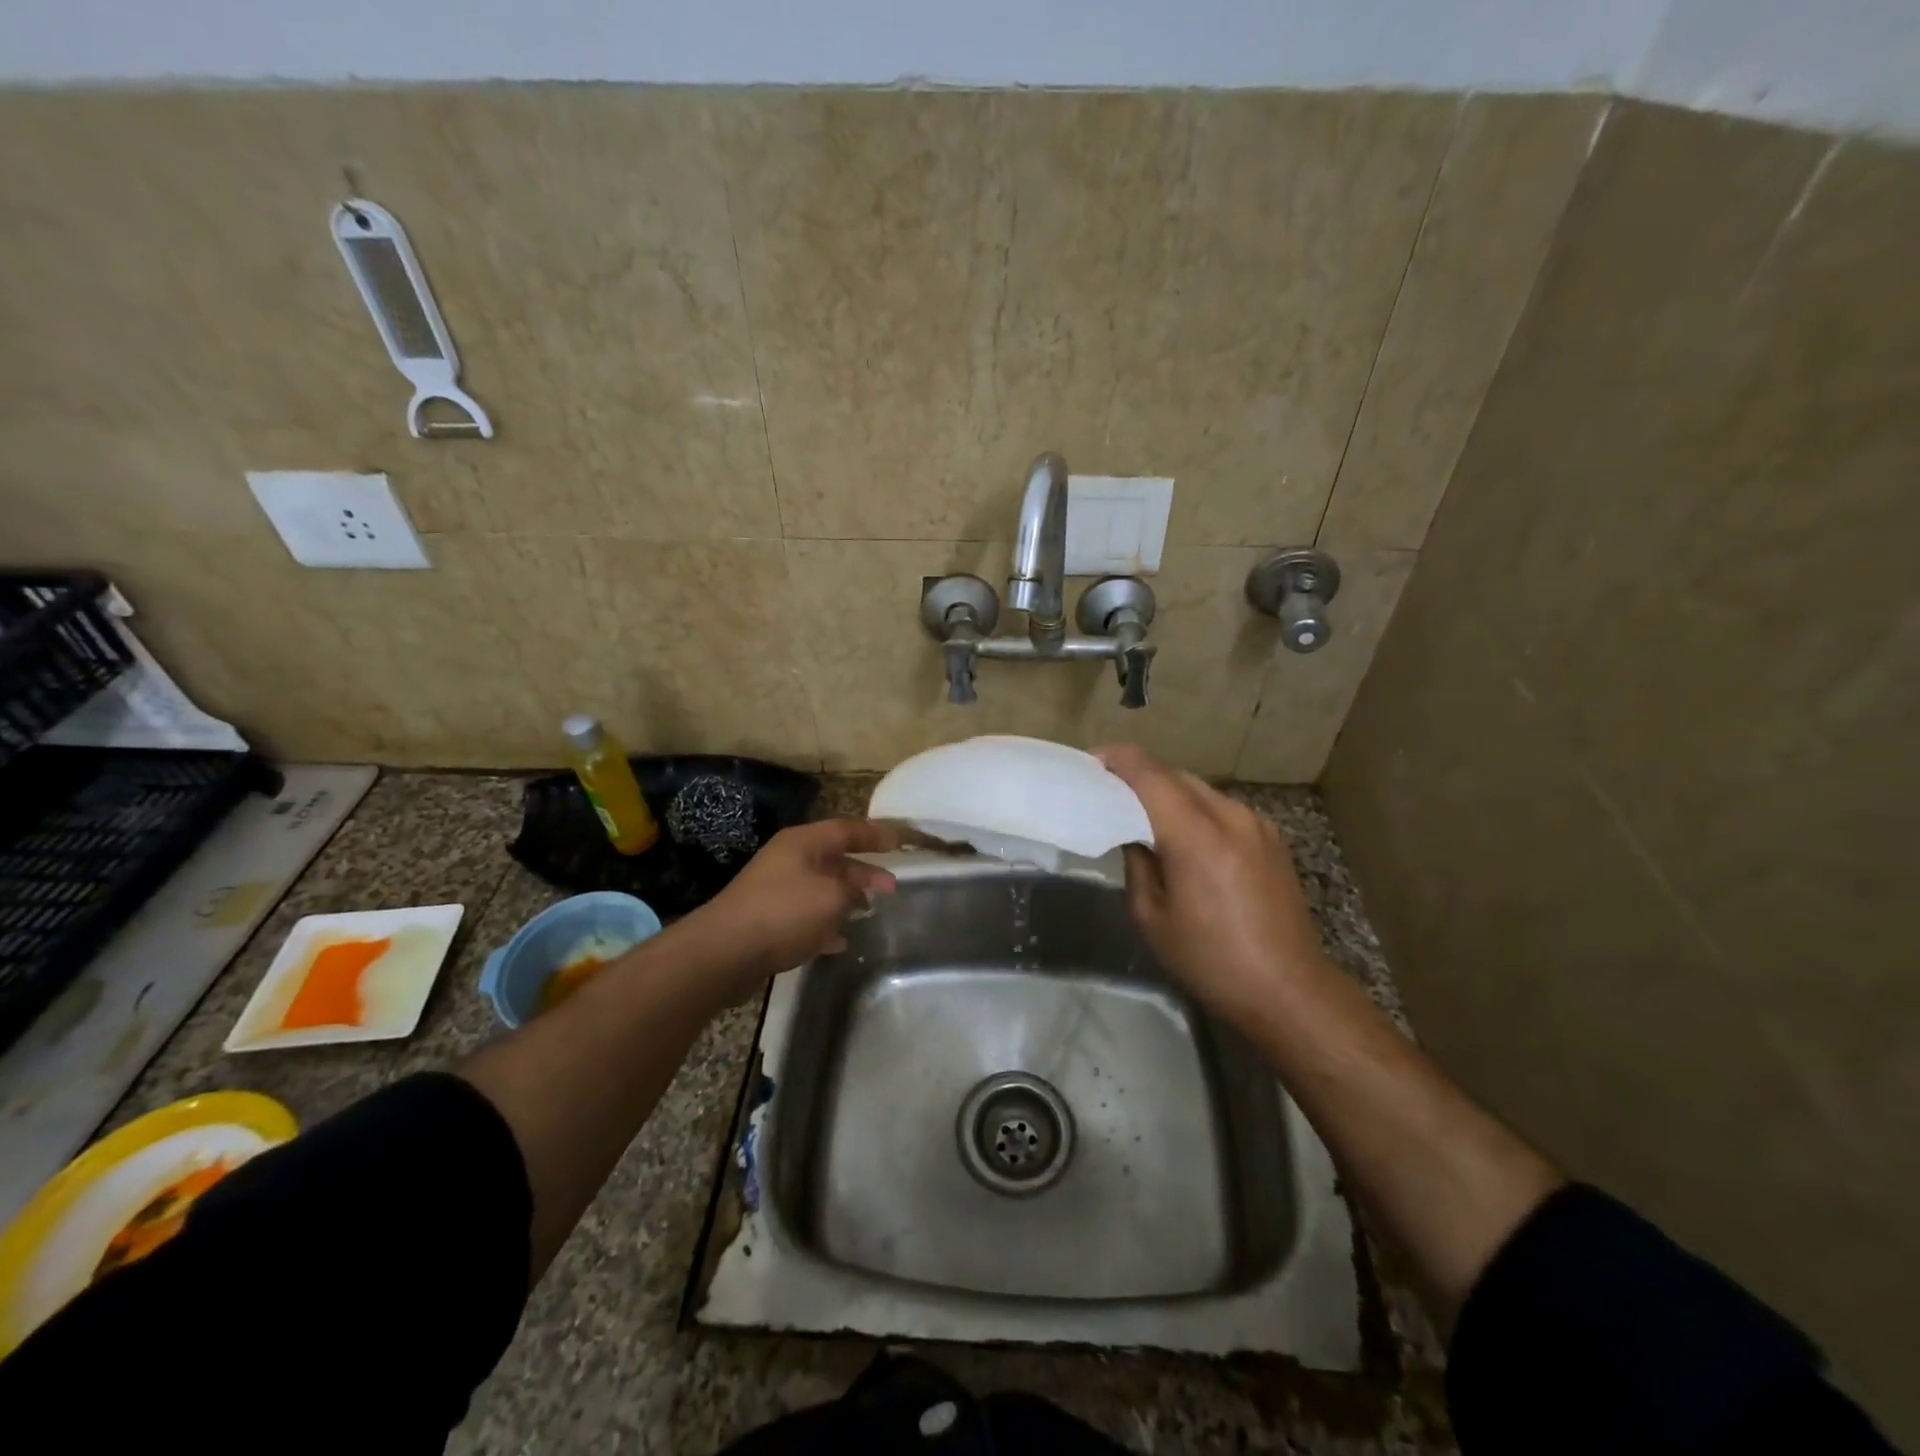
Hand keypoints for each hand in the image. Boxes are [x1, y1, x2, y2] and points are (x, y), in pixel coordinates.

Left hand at [681, 818, 901, 1000]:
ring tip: (870, 911)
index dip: (876, 834)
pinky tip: (840, 940)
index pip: (847, 829)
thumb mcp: (832, 897)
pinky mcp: (769, 919)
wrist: (725, 952)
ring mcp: (776, 889)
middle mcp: (789, 859)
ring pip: (821, 888)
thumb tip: (857, 893)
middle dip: (864, 871)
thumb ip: (852, 890)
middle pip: (835, 859)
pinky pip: (807, 915)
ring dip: (846, 898)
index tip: (900, 842)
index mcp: (803, 843)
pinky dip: (827, 923)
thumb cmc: (784, 913)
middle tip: (891, 886)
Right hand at [1096, 745, 1328, 1024]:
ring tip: (1141, 811)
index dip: (1117, 760)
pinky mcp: (1271, 838)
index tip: (1091, 761)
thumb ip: (1137, 864)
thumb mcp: (1152, 917)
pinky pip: (1222, 807)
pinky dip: (1194, 808)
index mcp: (1196, 836)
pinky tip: (1183, 832)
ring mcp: (1257, 824)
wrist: (1289, 991)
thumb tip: (1132, 835)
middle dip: (1139, 774)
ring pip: (1200, 789)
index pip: (1150, 775)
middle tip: (1108, 789)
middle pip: (1175, 775)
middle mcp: (1230, 817)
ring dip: (1168, 791)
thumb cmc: (1211, 961)